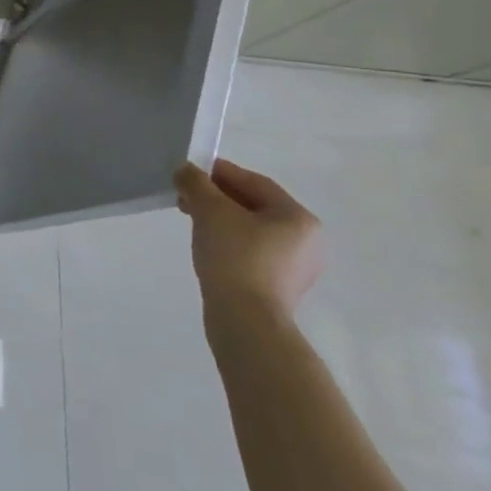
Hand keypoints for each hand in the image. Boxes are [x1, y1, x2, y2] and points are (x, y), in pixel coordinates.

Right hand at [175, 158, 321, 322]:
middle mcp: (305, 241)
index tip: (189, 172)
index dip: (219, 172)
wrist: (245, 321)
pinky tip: (207, 245)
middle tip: (185, 197)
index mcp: (298, 218)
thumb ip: (196, 183)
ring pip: (250, 229)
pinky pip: (251, 251)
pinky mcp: (279, 287)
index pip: (254, 182)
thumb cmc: (235, 257)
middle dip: (216, 197)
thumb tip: (185, 170)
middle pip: (253, 205)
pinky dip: (228, 241)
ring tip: (191, 220)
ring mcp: (295, 267)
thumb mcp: (210, 210)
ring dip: (219, 219)